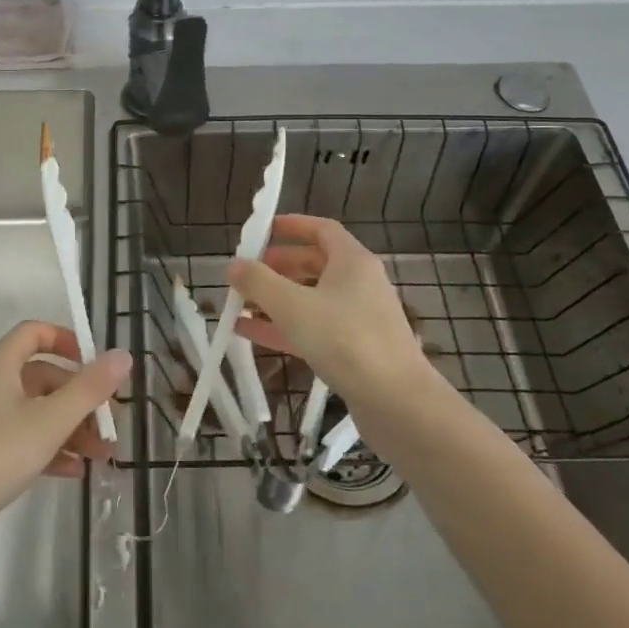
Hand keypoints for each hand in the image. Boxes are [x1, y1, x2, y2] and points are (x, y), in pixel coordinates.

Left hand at [0, 322, 128, 534]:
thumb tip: (123, 355)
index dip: (67, 341)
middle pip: (41, 377)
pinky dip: (48, 447)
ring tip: (101, 454)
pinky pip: (20, 437)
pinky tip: (74, 471)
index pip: (34, 333)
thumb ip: (90, 388)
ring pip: (34, 411)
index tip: (95, 363)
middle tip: (109, 422)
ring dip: (70, 427)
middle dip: (79, 398)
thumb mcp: (51, 420)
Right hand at [230, 215, 446, 442]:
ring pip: (311, 299)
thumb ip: (258, 282)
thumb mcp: (293, 306)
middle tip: (246, 273)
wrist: (396, 401)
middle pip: (314, 264)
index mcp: (352, 262)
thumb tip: (233, 264)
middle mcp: (359, 284)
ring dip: (276, 300)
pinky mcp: (354, 350)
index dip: (292, 226)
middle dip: (278, 267)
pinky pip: (313, 328)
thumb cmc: (345, 340)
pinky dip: (284, 327)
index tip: (262, 230)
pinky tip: (249, 335)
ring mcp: (358, 318)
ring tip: (240, 305)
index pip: (322, 230)